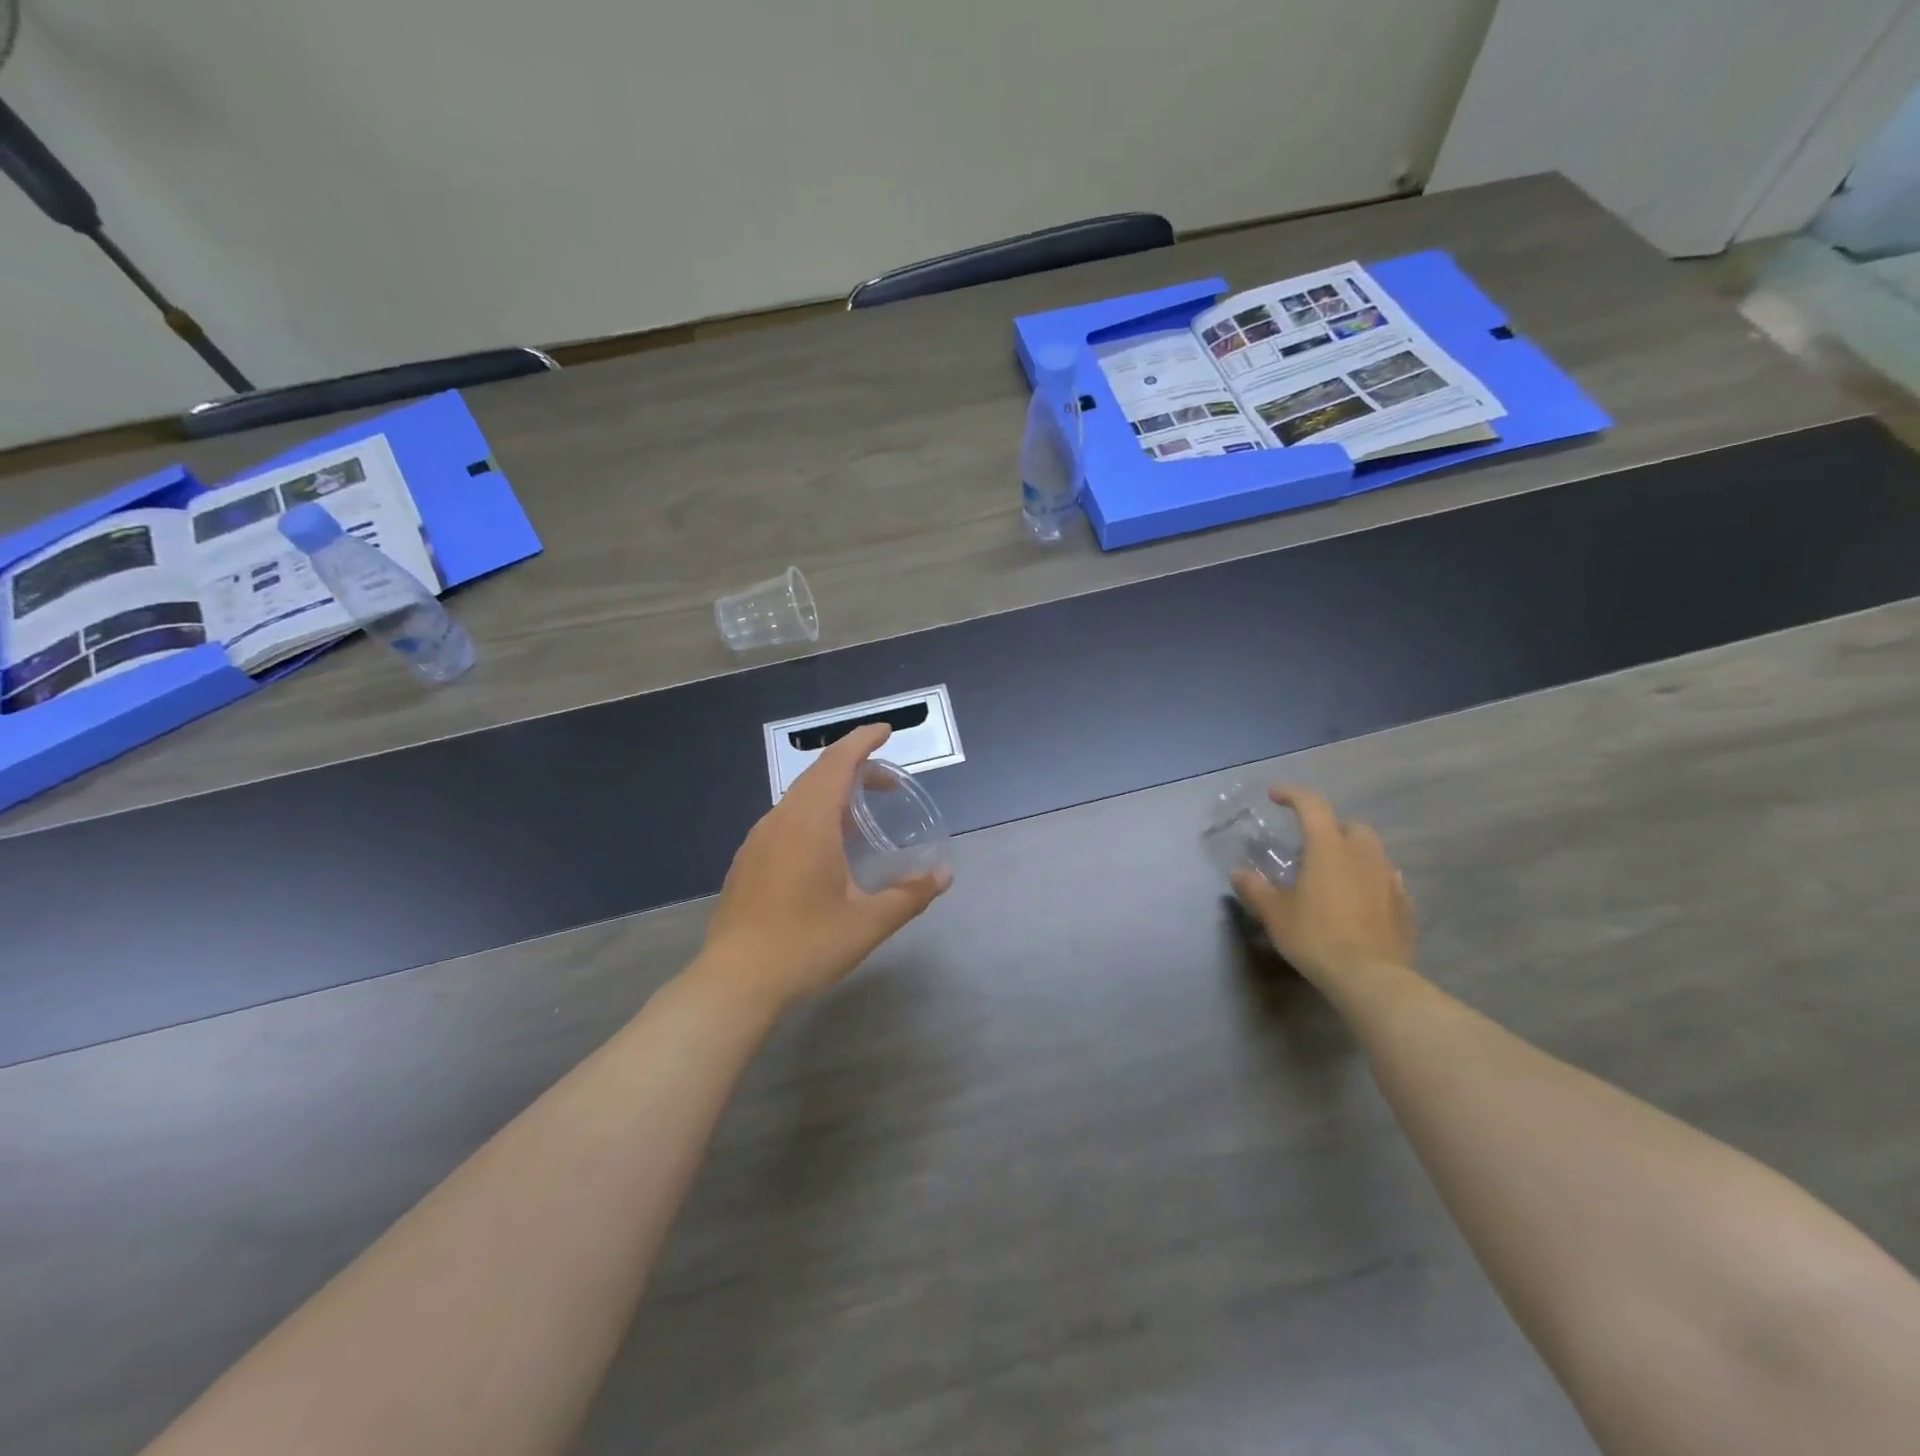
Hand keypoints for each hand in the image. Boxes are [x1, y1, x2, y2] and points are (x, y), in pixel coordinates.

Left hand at [700, 723, 950, 1007]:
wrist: (734, 982)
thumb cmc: (804, 946)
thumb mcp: (867, 924)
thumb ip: (909, 896)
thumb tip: (943, 876)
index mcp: (808, 823)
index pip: (837, 763)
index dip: (862, 741)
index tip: (886, 731)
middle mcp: (779, 821)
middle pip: (817, 776)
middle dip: (854, 767)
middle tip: (887, 781)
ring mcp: (758, 841)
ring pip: (798, 798)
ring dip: (832, 793)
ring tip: (861, 813)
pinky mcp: (747, 862)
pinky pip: (785, 820)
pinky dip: (813, 815)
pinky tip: (826, 848)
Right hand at [1230, 786, 1414, 988]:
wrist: (1371, 978)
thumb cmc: (1316, 936)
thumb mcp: (1274, 914)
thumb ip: (1255, 889)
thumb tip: (1239, 874)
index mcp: (1329, 848)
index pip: (1311, 805)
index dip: (1292, 794)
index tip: (1274, 795)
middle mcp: (1363, 855)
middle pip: (1350, 826)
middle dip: (1330, 829)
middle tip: (1309, 847)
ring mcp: (1389, 879)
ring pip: (1371, 853)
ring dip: (1351, 855)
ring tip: (1332, 876)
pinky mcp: (1404, 906)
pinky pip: (1385, 881)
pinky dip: (1369, 881)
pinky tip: (1357, 902)